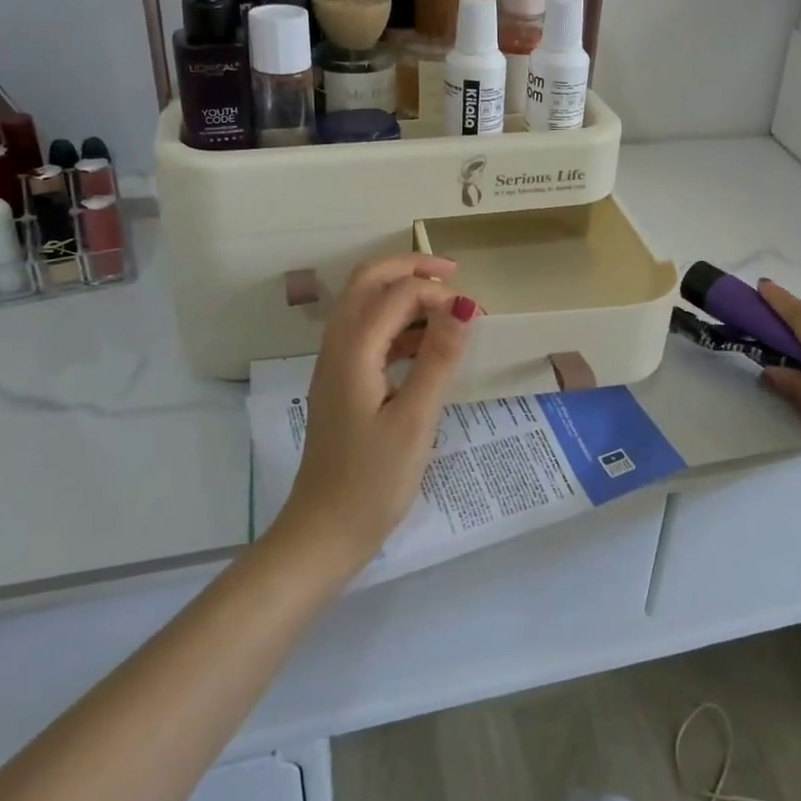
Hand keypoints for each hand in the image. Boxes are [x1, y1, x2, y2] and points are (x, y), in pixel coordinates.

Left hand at [274, 255, 477, 570]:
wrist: (324, 532)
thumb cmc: (373, 481)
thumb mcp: (415, 420)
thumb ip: (439, 358)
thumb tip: (464, 305)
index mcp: (353, 349)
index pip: (397, 293)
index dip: (439, 293)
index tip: (476, 314)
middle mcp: (337, 345)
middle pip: (368, 281)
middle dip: (410, 269)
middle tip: (454, 276)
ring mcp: (335, 364)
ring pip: (365, 305)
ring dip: (403, 295)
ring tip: (448, 309)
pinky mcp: (341, 382)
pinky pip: (367, 333)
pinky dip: (397, 324)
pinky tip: (426, 346)